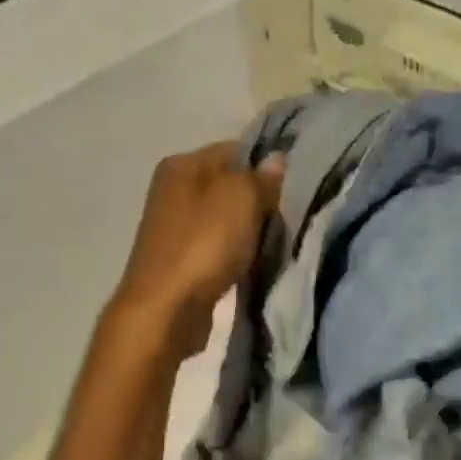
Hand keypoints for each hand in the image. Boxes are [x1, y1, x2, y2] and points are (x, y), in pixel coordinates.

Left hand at [110, 141, 284, 357]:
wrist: (167, 309)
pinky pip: (219, 247)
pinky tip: (253, 265)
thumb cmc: (204, 246)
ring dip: (250, 231)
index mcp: (182, 164)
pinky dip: (237, 254)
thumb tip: (276, 160)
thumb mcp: (241, 199)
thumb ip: (261, 178)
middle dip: (260, 202)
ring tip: (275, 244)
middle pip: (231, 186)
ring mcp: (176, 228)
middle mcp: (174, 190)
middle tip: (288, 219)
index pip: (235, 150)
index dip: (267, 166)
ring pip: (226, 219)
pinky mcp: (182, 261)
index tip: (294, 189)